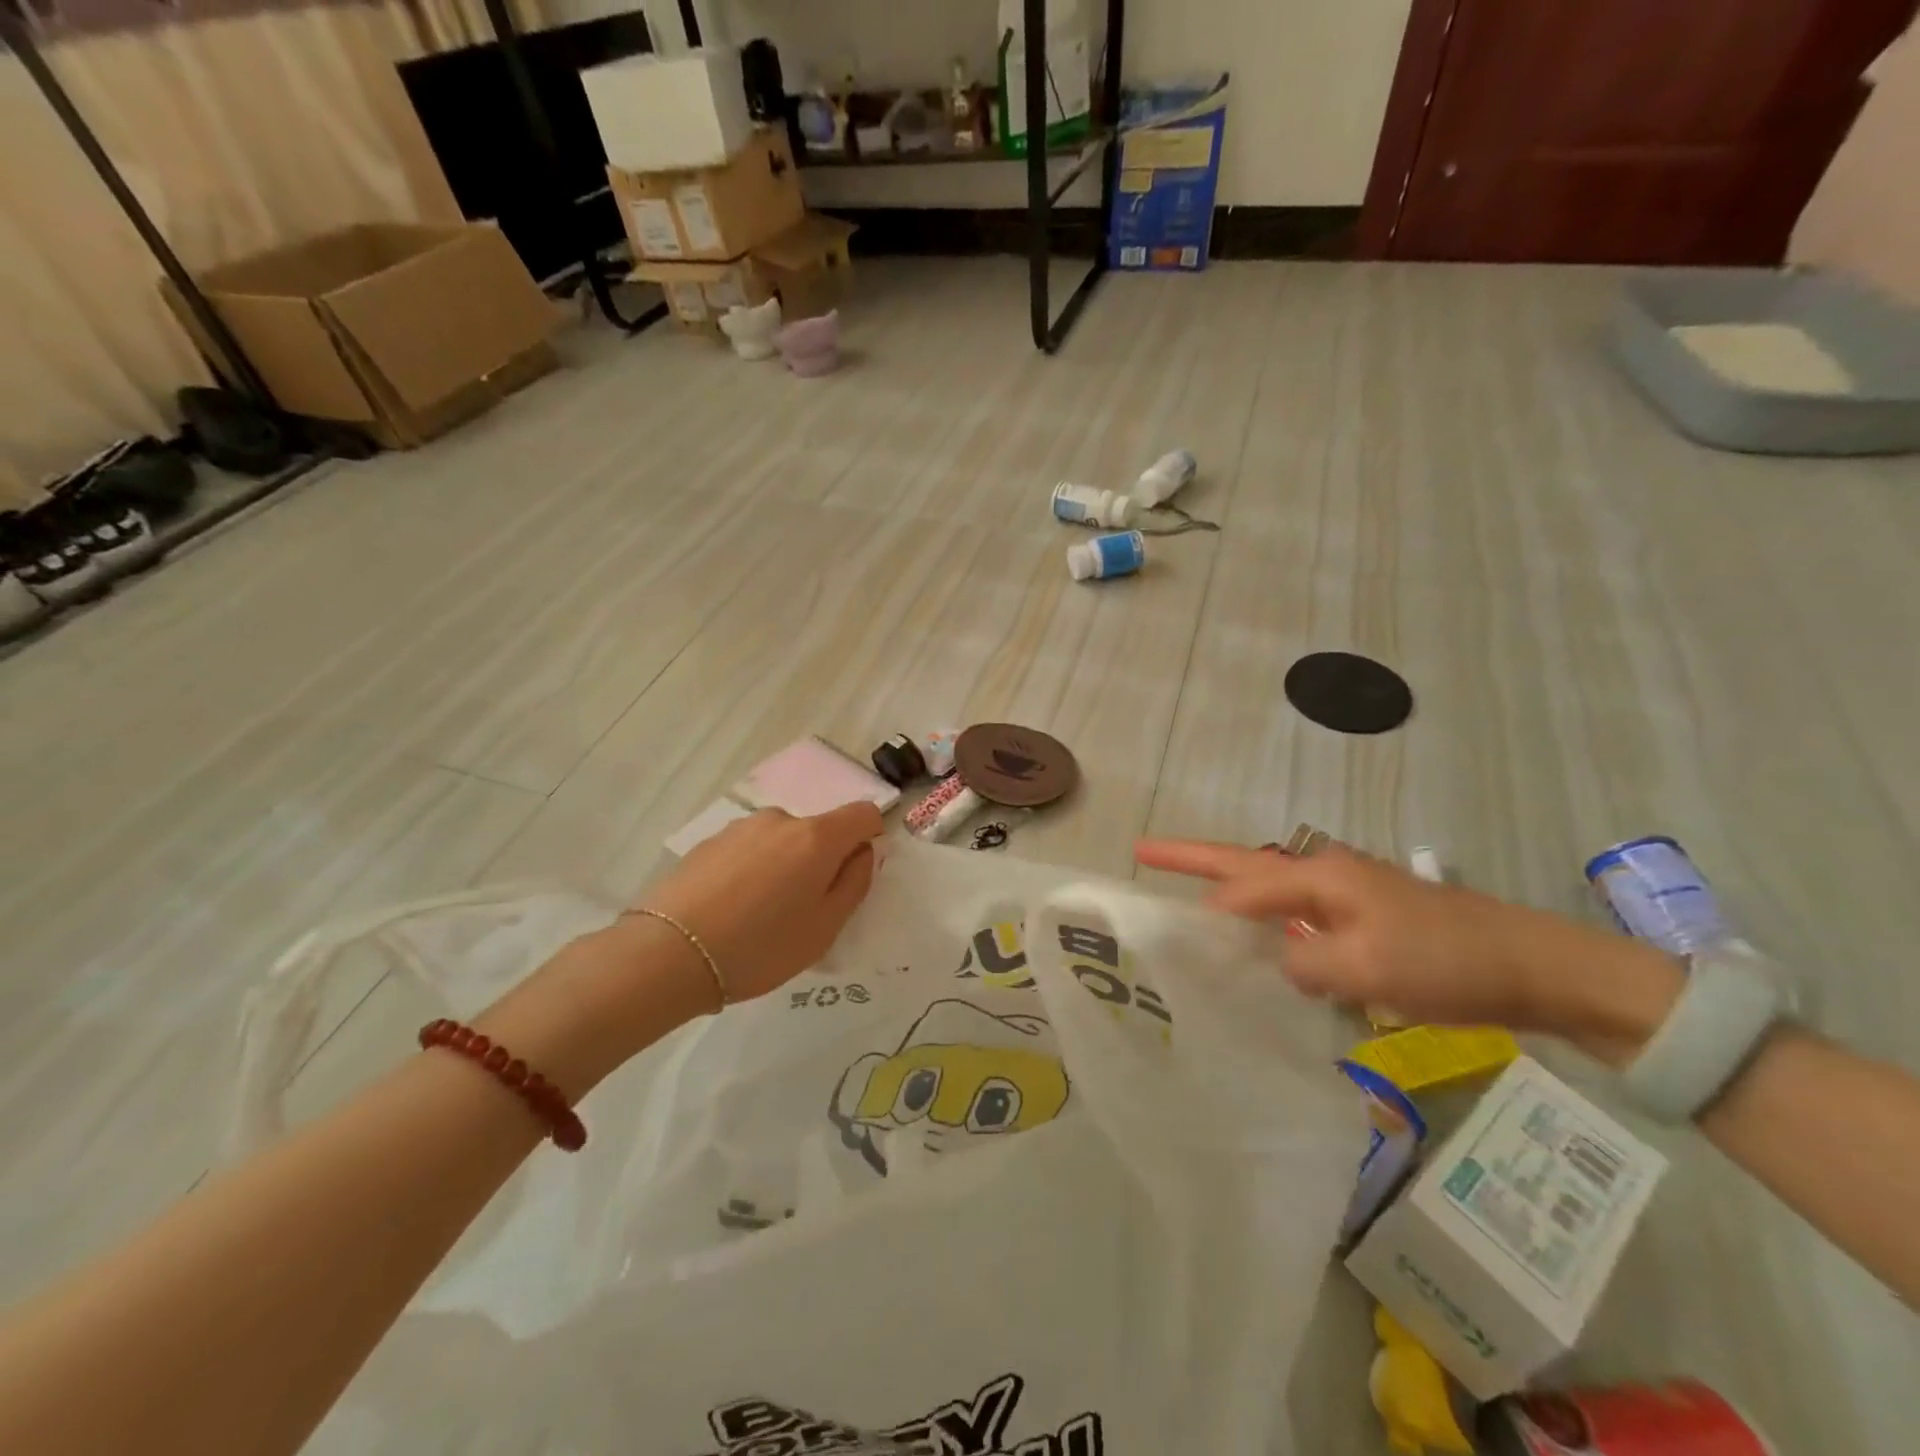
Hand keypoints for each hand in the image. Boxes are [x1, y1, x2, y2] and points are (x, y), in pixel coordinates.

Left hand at [636, 803, 883, 1003]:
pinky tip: (730, 910)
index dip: (870, 837)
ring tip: (759, 915)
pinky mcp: (708, 842)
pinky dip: (752, 871)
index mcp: (817, 837)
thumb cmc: (761, 946)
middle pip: (819, 830)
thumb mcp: (825, 927)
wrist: (669, 954)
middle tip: (802, 911)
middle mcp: (781, 820)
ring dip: (784, 866)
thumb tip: (863, 851)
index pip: (863, 813)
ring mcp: (740, 828)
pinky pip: (748, 850)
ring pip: (781, 841)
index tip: (855, 872)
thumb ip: (855, 882)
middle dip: (821, 861)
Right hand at [1134, 838, 1682, 1047]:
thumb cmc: (1446, 961)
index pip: (1242, 886)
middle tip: (1142, 850)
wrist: (1535, 967)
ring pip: (1267, 889)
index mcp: (1320, 876)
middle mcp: (1324, 874)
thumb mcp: (1366, 968)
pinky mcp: (1362, 919)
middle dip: (1191, 858)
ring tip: (1185, 895)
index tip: (1168, 931)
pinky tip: (1258, 945)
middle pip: (1243, 864)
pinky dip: (1264, 921)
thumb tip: (1271, 962)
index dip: (1205, 907)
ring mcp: (1344, 894)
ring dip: (1225, 888)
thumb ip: (1302, 962)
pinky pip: (1294, 914)